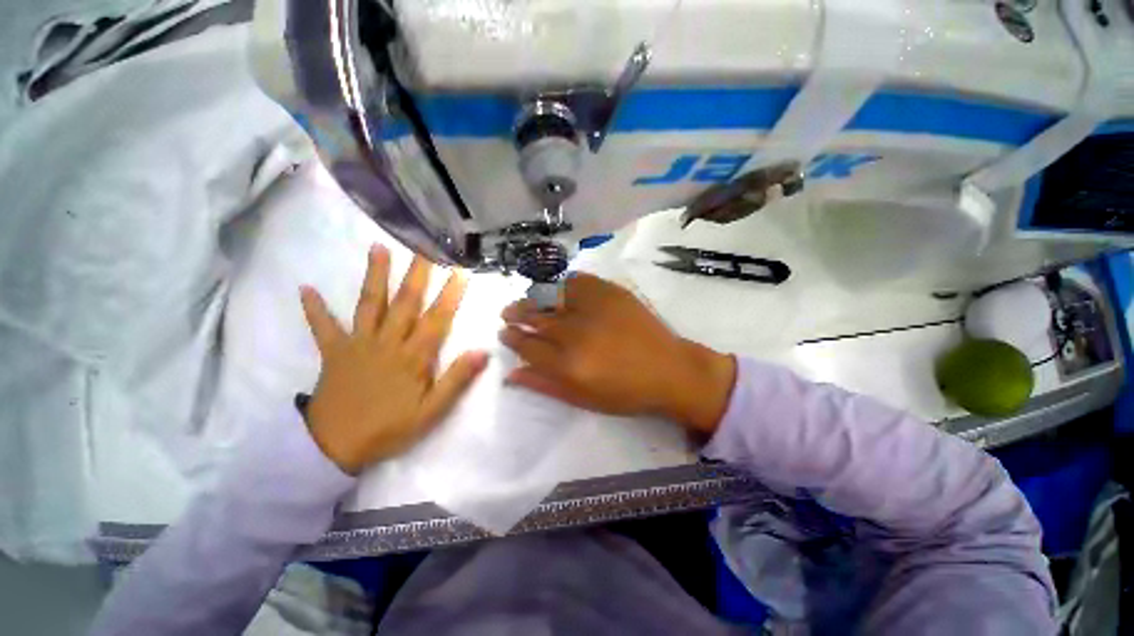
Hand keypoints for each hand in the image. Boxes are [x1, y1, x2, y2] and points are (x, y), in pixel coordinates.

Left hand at [300, 247, 487, 474]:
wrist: (333, 449)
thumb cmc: (390, 429)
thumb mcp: (431, 412)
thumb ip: (457, 380)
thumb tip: (483, 352)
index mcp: (413, 357)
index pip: (437, 319)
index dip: (450, 294)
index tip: (460, 271)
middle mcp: (387, 342)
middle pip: (406, 302)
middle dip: (417, 273)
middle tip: (424, 246)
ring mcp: (358, 344)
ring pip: (370, 304)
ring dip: (375, 276)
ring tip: (377, 248)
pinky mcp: (334, 352)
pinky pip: (323, 327)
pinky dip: (314, 309)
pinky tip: (306, 288)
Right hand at [499, 274, 735, 434]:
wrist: (669, 370)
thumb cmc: (625, 392)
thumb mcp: (582, 399)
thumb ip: (544, 385)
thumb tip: (510, 373)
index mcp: (567, 364)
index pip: (526, 345)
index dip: (512, 338)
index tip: (505, 333)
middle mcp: (575, 333)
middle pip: (535, 318)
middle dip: (516, 314)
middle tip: (508, 313)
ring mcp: (593, 309)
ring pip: (551, 297)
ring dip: (532, 297)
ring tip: (525, 299)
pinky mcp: (610, 293)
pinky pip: (577, 281)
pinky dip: (561, 283)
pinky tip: (555, 288)